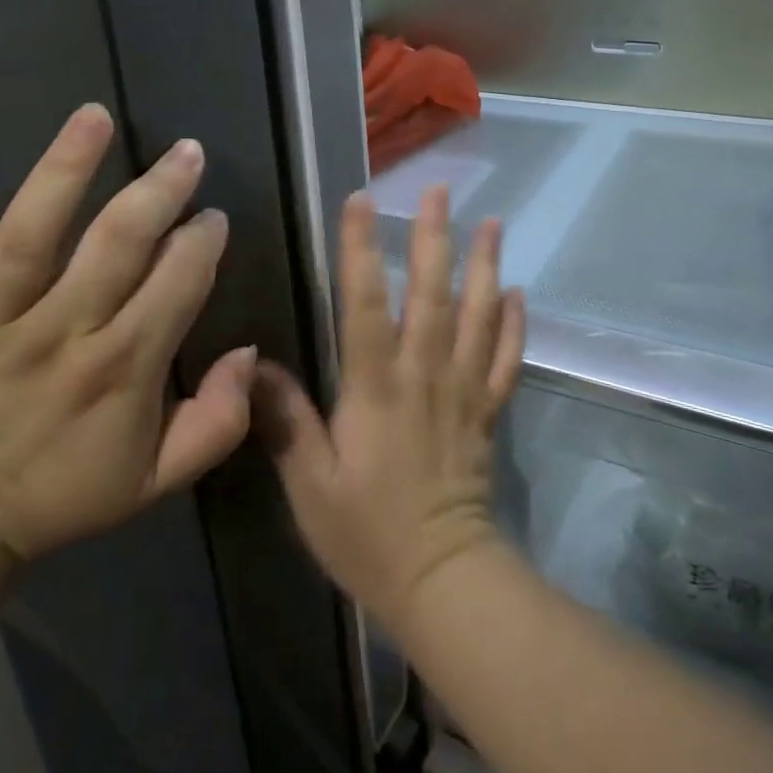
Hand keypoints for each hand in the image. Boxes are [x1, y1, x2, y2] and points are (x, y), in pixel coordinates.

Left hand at [0, 104, 256, 561]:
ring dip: (64, 171)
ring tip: (96, 117)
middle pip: (115, 245)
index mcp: (122, 370)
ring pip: (28, 237)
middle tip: (187, 152)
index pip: (177, 284)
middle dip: (159, 191)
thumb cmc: (68, 490)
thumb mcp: (161, 479)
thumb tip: (249, 352)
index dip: (202, 241)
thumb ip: (220, 421)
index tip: (212, 218)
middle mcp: (61, 336)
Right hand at [255, 186, 524, 629]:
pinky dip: (514, 324)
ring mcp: (463, 390)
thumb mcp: (309, 485)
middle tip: (439, 190)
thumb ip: (286, 420)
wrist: (444, 582)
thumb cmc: (367, 534)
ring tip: (492, 223)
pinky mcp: (487, 412)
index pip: (366, 304)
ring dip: (485, 266)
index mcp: (376, 387)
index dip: (361, 249)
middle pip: (433, 295)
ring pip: (479, 317)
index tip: (361, 200)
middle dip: (434, 238)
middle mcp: (424, 375)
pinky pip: (506, 360)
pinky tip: (518, 292)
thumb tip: (254, 362)